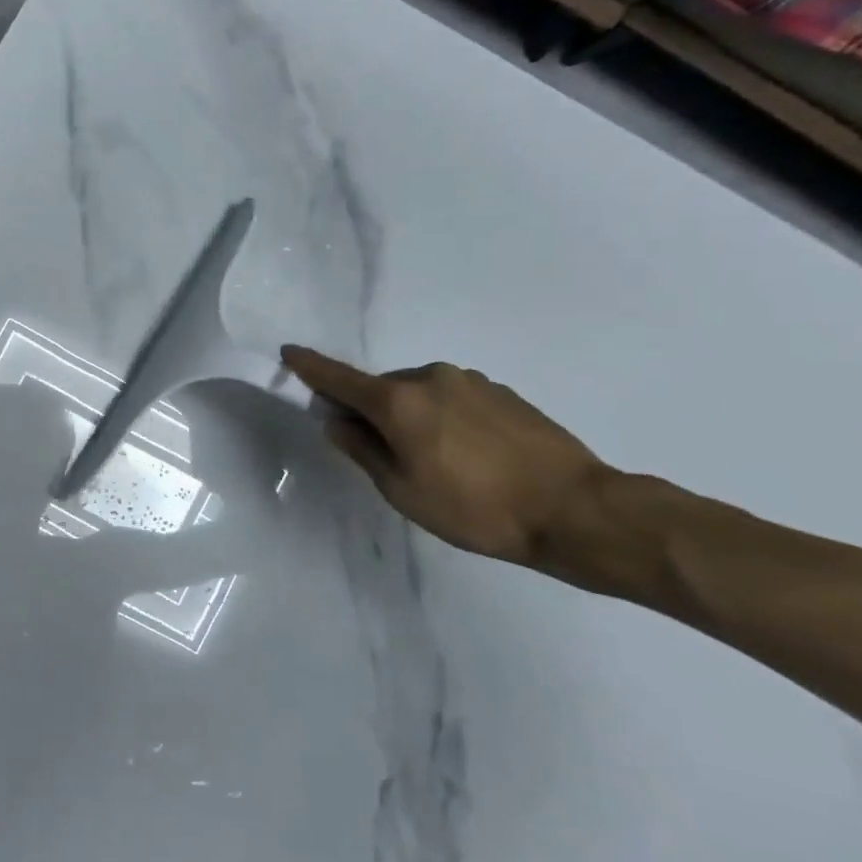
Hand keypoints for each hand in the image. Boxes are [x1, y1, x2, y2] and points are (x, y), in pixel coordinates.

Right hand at [282, 346, 611, 570]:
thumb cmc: (474, 508)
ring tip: (435, 462)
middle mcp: (431, 378)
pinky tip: (467, 455)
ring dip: (411, 416)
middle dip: (371, 411)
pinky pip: (452, 398)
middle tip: (383, 455)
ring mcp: (470, 381)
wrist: (573, 509)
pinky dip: (443, 417)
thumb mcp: (402, 491)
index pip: (340, 378)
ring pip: (419, 393)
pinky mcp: (501, 391)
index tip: (289, 352)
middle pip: (382, 388)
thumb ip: (362, 450)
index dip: (310, 367)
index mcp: (398, 401)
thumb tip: (336, 421)